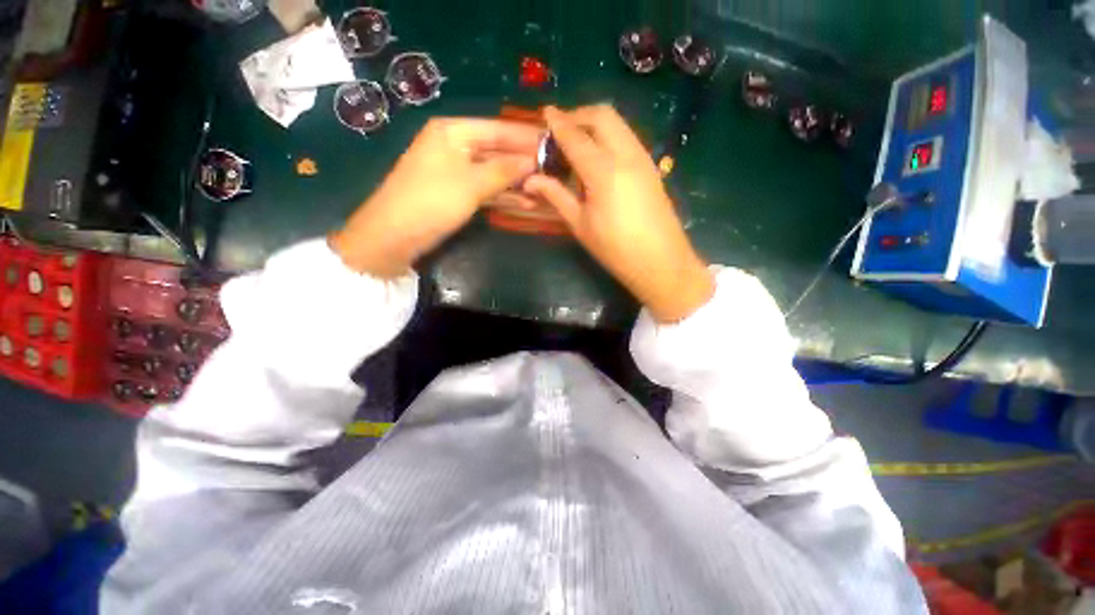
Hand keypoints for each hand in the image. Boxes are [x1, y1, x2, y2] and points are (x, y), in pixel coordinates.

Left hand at [332, 118, 540, 277]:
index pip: (498, 129)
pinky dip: (504, 195)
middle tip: (553, 170)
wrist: (395, 235)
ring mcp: (455, 171)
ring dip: (517, 182)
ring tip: (545, 189)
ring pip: (493, 172)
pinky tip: (526, 202)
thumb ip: (504, 170)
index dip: (525, 137)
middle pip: (496, 150)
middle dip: (523, 162)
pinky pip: (486, 189)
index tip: (552, 144)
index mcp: (453, 131)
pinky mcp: (457, 192)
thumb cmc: (433, 200)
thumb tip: (534, 160)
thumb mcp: (472, 183)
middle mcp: (454, 146)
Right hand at [525, 105, 713, 322]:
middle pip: (602, 116)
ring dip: (595, 123)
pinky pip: (628, 137)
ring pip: (618, 123)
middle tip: (561, 128)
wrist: (661, 262)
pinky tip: (599, 156)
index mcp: (603, 171)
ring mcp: (643, 158)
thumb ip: (556, 196)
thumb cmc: (615, 249)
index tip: (544, 112)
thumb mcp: (580, 225)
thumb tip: (530, 180)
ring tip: (577, 141)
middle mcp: (625, 155)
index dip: (557, 122)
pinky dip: (610, 135)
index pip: (575, 136)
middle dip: (578, 114)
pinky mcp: (651, 166)